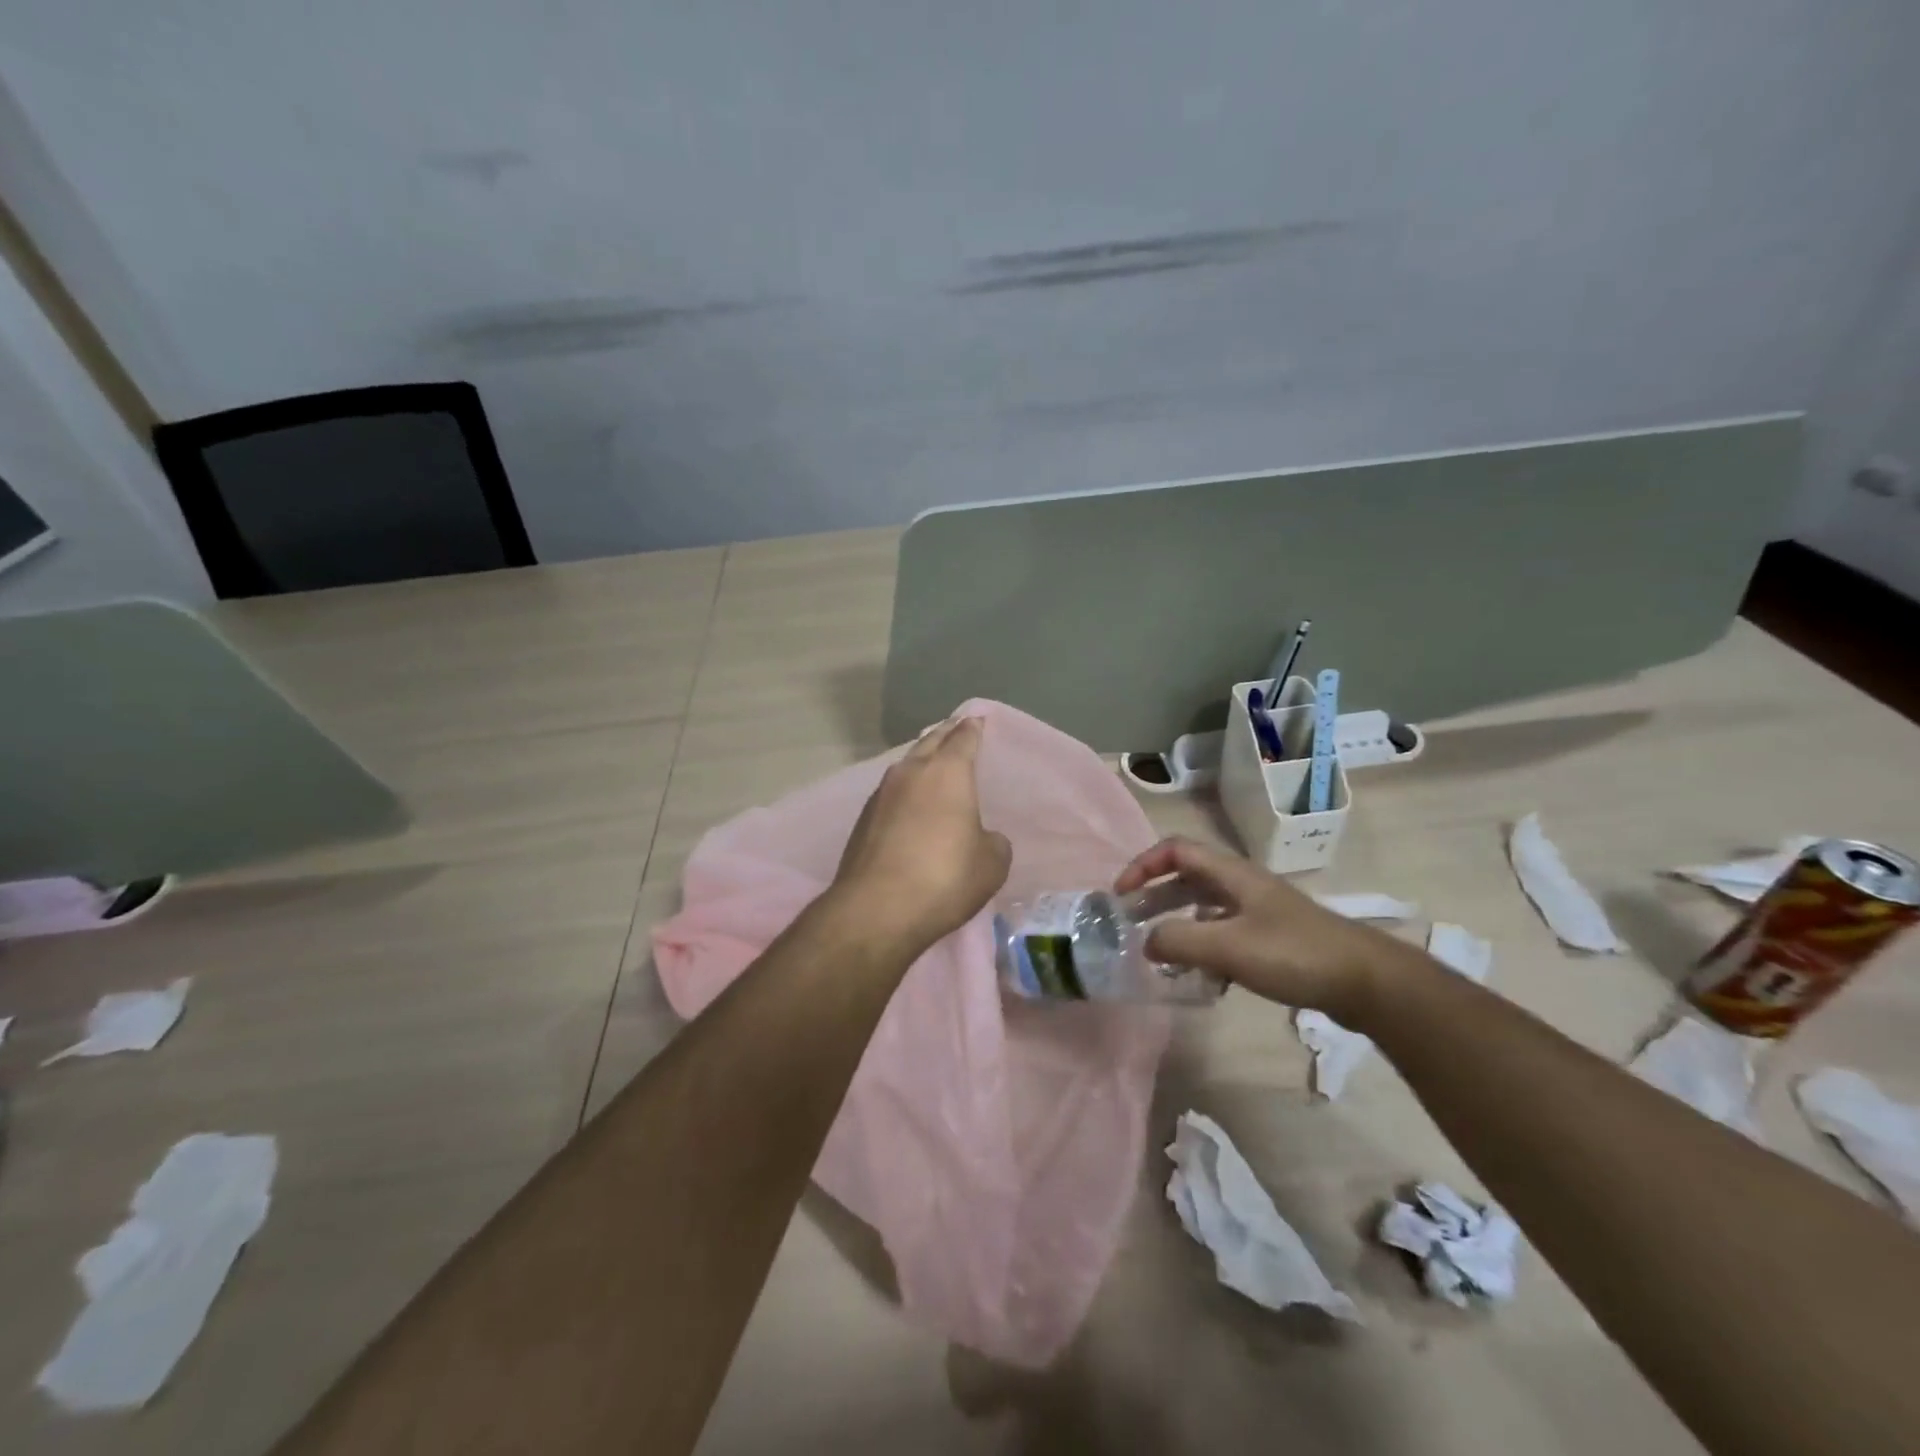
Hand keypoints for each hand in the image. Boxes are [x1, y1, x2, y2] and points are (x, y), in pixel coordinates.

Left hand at [830, 716, 1011, 955]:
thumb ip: (993, 841)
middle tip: (957, 730)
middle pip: (930, 742)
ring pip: (907, 765)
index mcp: (947, 772)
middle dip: (945, 734)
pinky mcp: (863, 819)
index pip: (963, 737)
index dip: (973, 728)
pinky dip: (906, 790)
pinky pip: (892, 792)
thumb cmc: (944, 879)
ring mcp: (882, 794)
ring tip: (934, 764)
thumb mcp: (991, 864)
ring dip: (922, 760)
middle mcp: (911, 773)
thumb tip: (981, 837)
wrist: (876, 910)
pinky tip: (912, 803)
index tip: (977, 720)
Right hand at [1114, 836, 1414, 1023]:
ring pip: (1204, 907)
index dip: (1143, 865)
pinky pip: (1224, 933)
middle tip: (1129, 923)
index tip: (1121, 894)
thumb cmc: (1294, 954)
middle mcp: (1242, 885)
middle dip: (1154, 896)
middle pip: (1187, 878)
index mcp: (1232, 874)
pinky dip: (1203, 947)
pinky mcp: (1272, 939)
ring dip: (1176, 924)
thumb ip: (1179, 941)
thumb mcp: (1229, 947)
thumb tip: (1145, 942)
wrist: (1366, 982)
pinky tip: (1200, 977)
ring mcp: (1259, 912)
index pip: (1175, 850)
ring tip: (1157, 952)